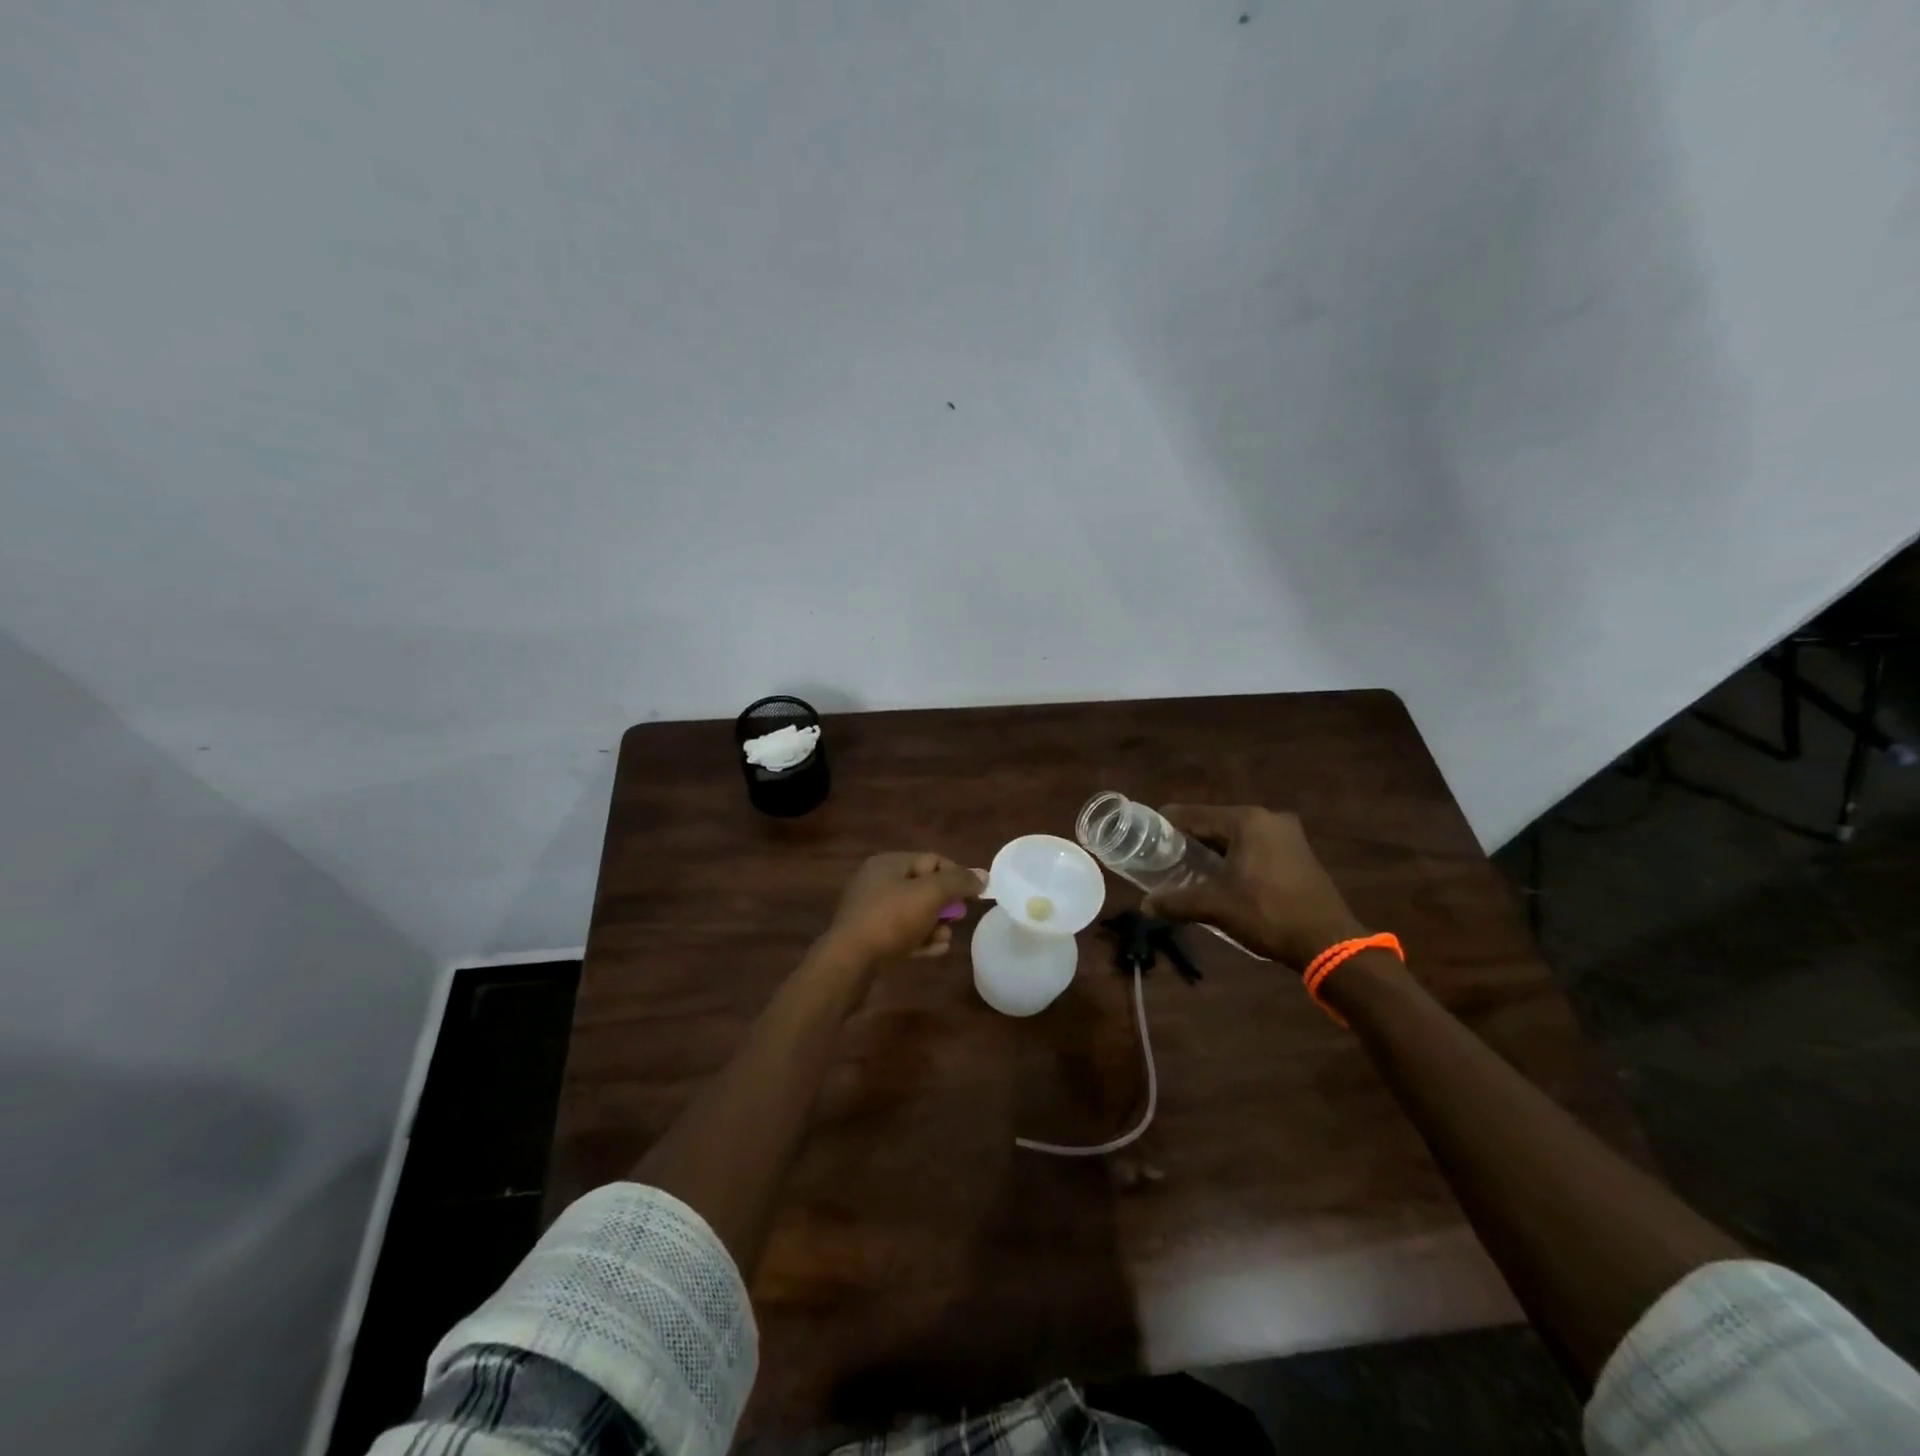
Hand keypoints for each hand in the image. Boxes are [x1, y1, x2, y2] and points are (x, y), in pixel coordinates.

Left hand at [818, 852, 984, 967]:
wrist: (848, 962)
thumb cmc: (890, 919)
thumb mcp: (930, 894)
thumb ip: (958, 882)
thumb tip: (983, 875)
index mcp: (889, 864)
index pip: (932, 860)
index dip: (957, 874)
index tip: (975, 894)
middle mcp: (879, 883)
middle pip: (924, 887)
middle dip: (946, 903)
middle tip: (959, 917)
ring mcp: (873, 912)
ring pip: (915, 913)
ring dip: (935, 924)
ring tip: (945, 938)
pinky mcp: (872, 938)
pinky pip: (904, 934)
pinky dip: (921, 940)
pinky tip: (936, 950)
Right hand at [1140, 805, 1368, 972]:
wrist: (1327, 941)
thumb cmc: (1267, 914)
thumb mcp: (1215, 907)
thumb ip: (1176, 902)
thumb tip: (1144, 905)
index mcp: (1246, 821)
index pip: (1194, 814)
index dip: (1167, 825)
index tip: (1146, 835)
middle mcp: (1268, 818)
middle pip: (1216, 823)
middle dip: (1191, 839)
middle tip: (1165, 856)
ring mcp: (1288, 834)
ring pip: (1237, 836)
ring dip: (1214, 849)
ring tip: (1189, 867)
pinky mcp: (1299, 852)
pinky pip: (1256, 846)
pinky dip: (1237, 856)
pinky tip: (1224, 875)